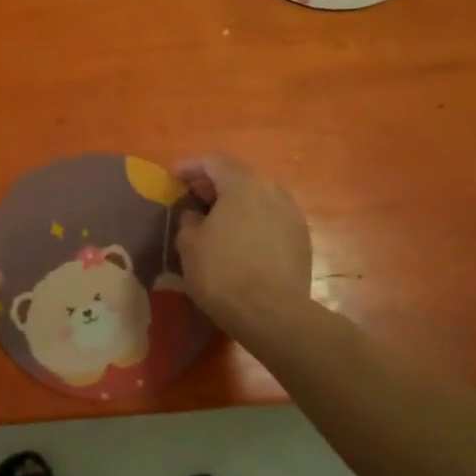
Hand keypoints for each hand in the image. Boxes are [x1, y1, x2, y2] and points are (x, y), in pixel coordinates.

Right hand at [174, 152, 312, 337]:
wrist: (274, 314)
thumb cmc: (223, 273)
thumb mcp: (189, 245)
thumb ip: (189, 220)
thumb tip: (196, 215)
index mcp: (242, 184)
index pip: (213, 161)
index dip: (190, 166)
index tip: (173, 178)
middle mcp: (272, 190)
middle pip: (239, 176)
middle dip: (214, 184)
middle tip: (193, 198)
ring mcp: (291, 214)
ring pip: (259, 197)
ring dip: (236, 203)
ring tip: (216, 220)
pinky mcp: (302, 239)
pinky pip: (271, 218)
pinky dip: (253, 220)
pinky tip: (240, 240)